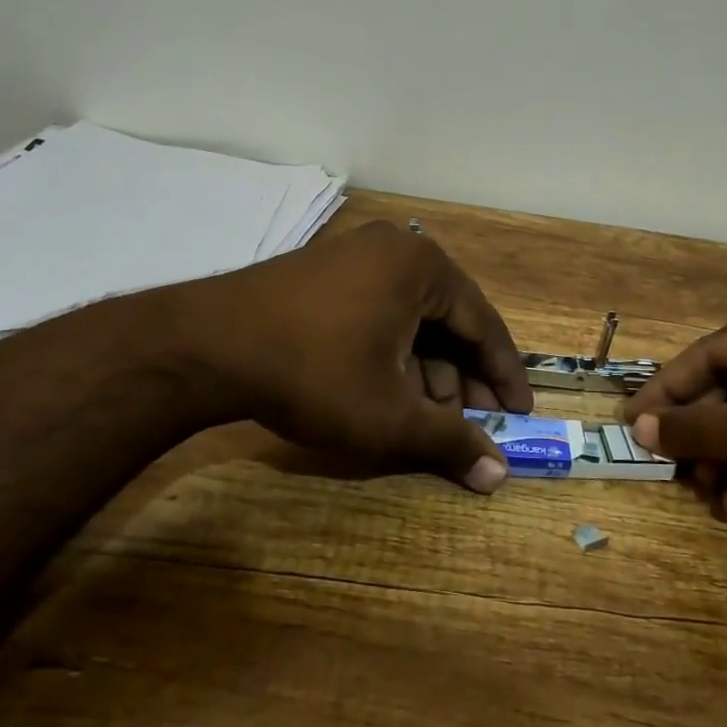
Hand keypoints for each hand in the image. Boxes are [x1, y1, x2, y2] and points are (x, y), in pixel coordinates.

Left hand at [176, 221, 534, 492]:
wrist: (206, 346)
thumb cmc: (315, 374)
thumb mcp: (388, 417)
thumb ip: (449, 443)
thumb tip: (498, 476)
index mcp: (424, 267)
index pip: (483, 324)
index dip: (503, 375)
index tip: (519, 413)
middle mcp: (396, 250)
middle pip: (447, 320)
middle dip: (462, 377)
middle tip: (473, 423)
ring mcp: (355, 255)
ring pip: (411, 318)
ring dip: (426, 369)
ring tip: (427, 417)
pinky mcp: (323, 270)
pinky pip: (378, 310)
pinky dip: (392, 352)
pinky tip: (387, 390)